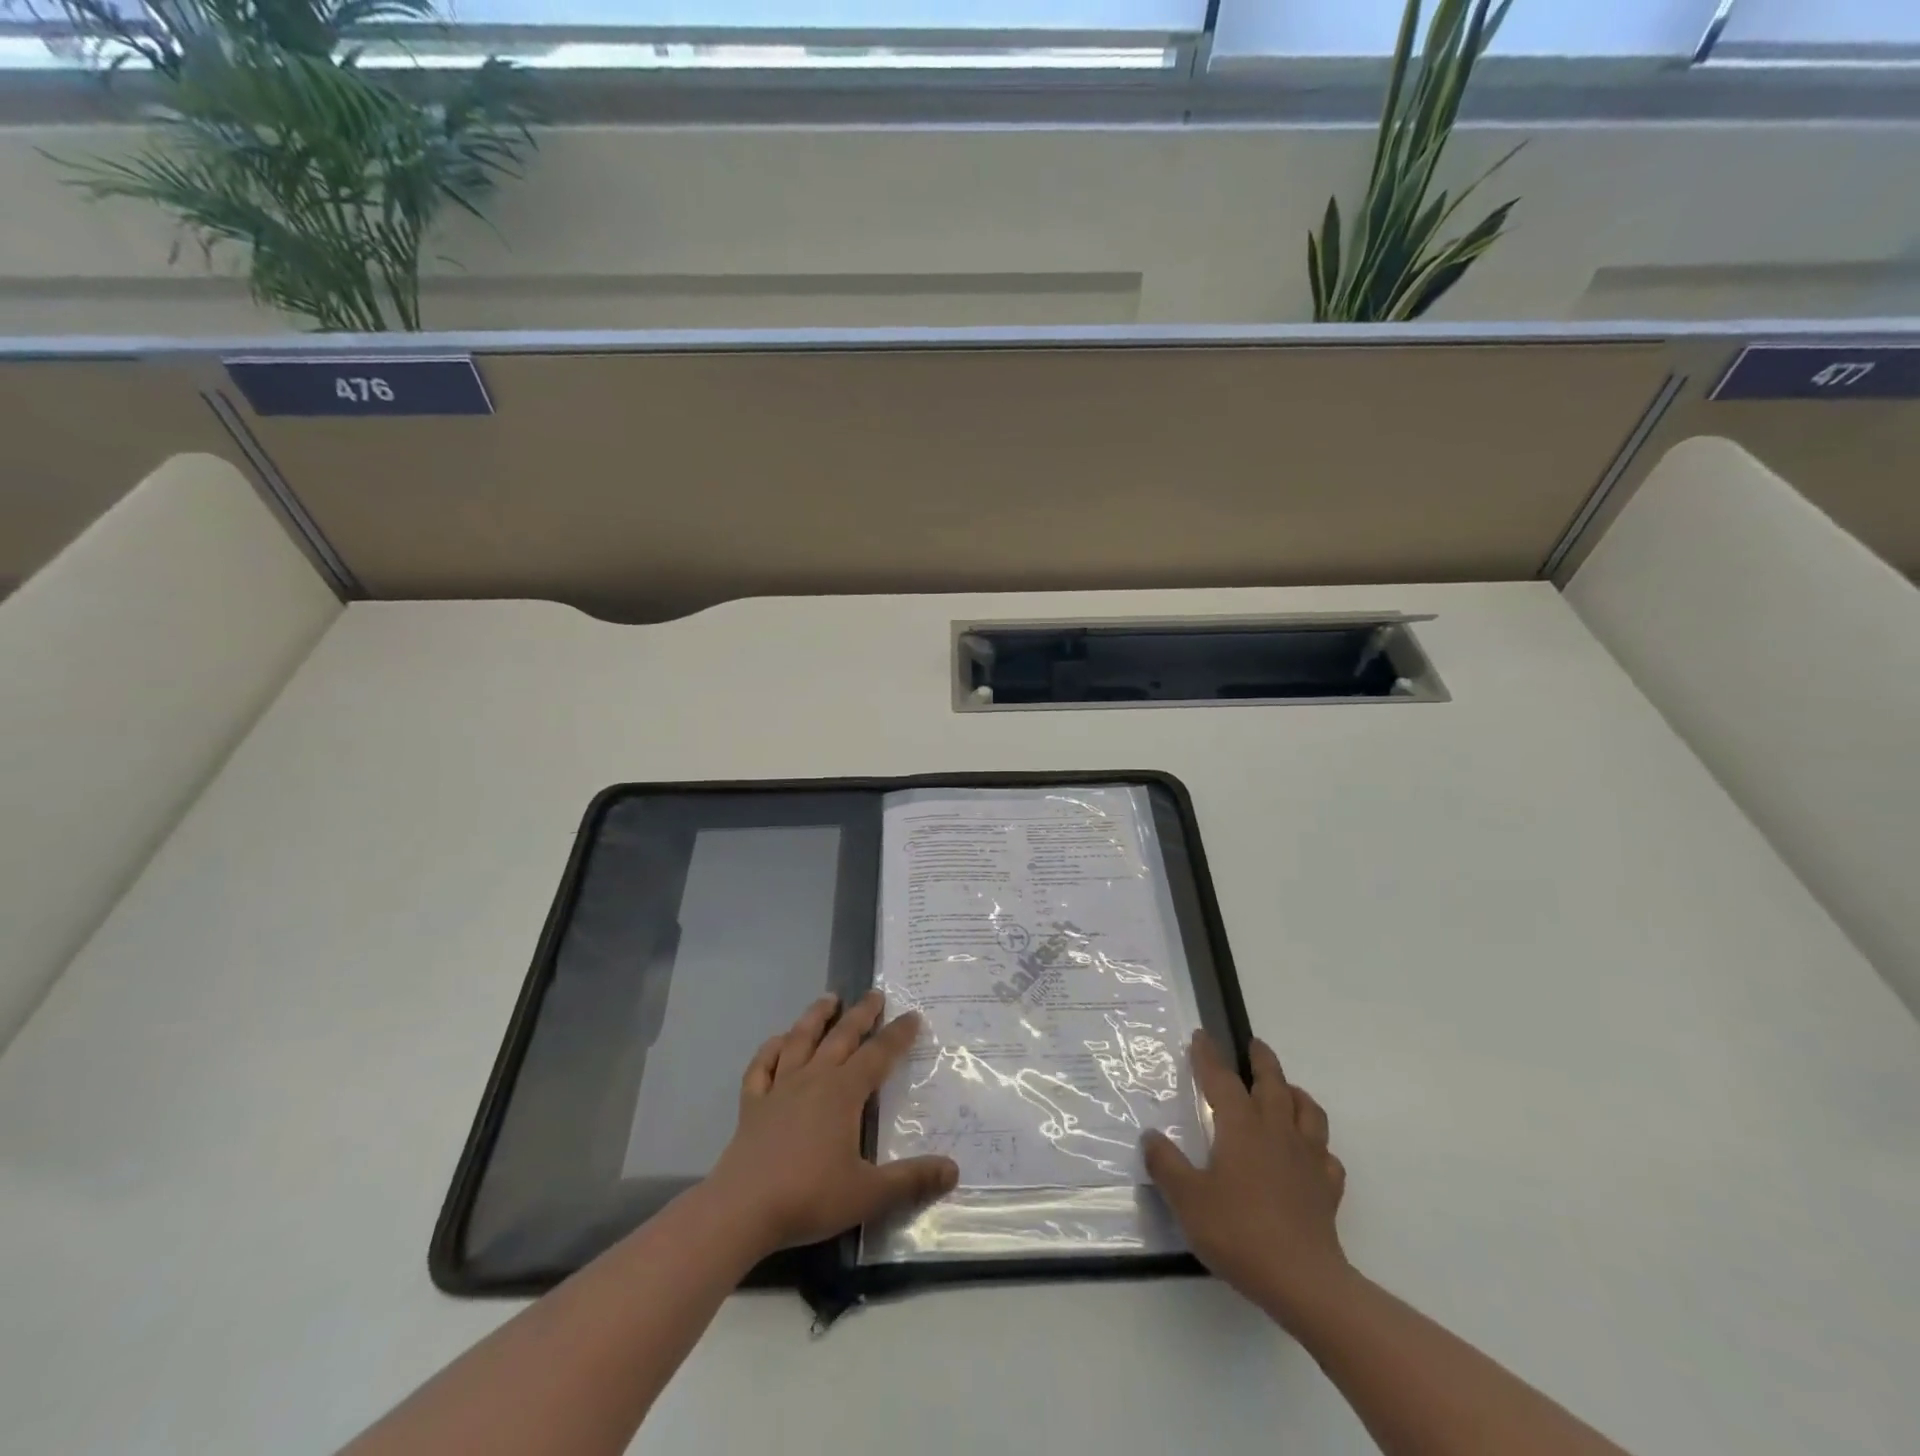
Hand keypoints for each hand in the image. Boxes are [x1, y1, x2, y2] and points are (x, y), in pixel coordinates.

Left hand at [706, 990, 959, 1255]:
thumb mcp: (869, 1194)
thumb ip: (911, 1180)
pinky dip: (770, 1049)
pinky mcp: (752, 1104)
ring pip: (800, 1040)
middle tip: (875, 994)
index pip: (878, 1055)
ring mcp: (779, 1088)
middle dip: (861, 1014)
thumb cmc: (809, 1197)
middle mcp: (814, 1078)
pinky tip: (777, 1042)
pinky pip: (762, 1066)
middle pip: (841, 1036)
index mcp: (844, 1092)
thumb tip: (954, 1169)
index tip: (913, 1016)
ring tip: (829, 998)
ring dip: (816, 1016)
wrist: (742, 1210)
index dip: (897, 1035)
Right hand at [1143, 1030, 1348, 1323]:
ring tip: (1287, 1090)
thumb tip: (1151, 1136)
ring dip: (1296, 1094)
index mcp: (1240, 1127)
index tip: (1201, 1036)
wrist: (1303, 1282)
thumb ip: (1166, 1165)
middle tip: (1255, 1045)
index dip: (1209, 1056)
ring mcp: (1307, 1159)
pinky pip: (1327, 1156)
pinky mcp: (1327, 1189)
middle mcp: (1276, 1132)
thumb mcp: (1188, 1199)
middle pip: (1273, 1084)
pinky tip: (1310, 1153)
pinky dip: (1318, 1146)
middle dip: (1262, 1061)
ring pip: (1308, 1112)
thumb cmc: (1239, 1232)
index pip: (1221, 1080)